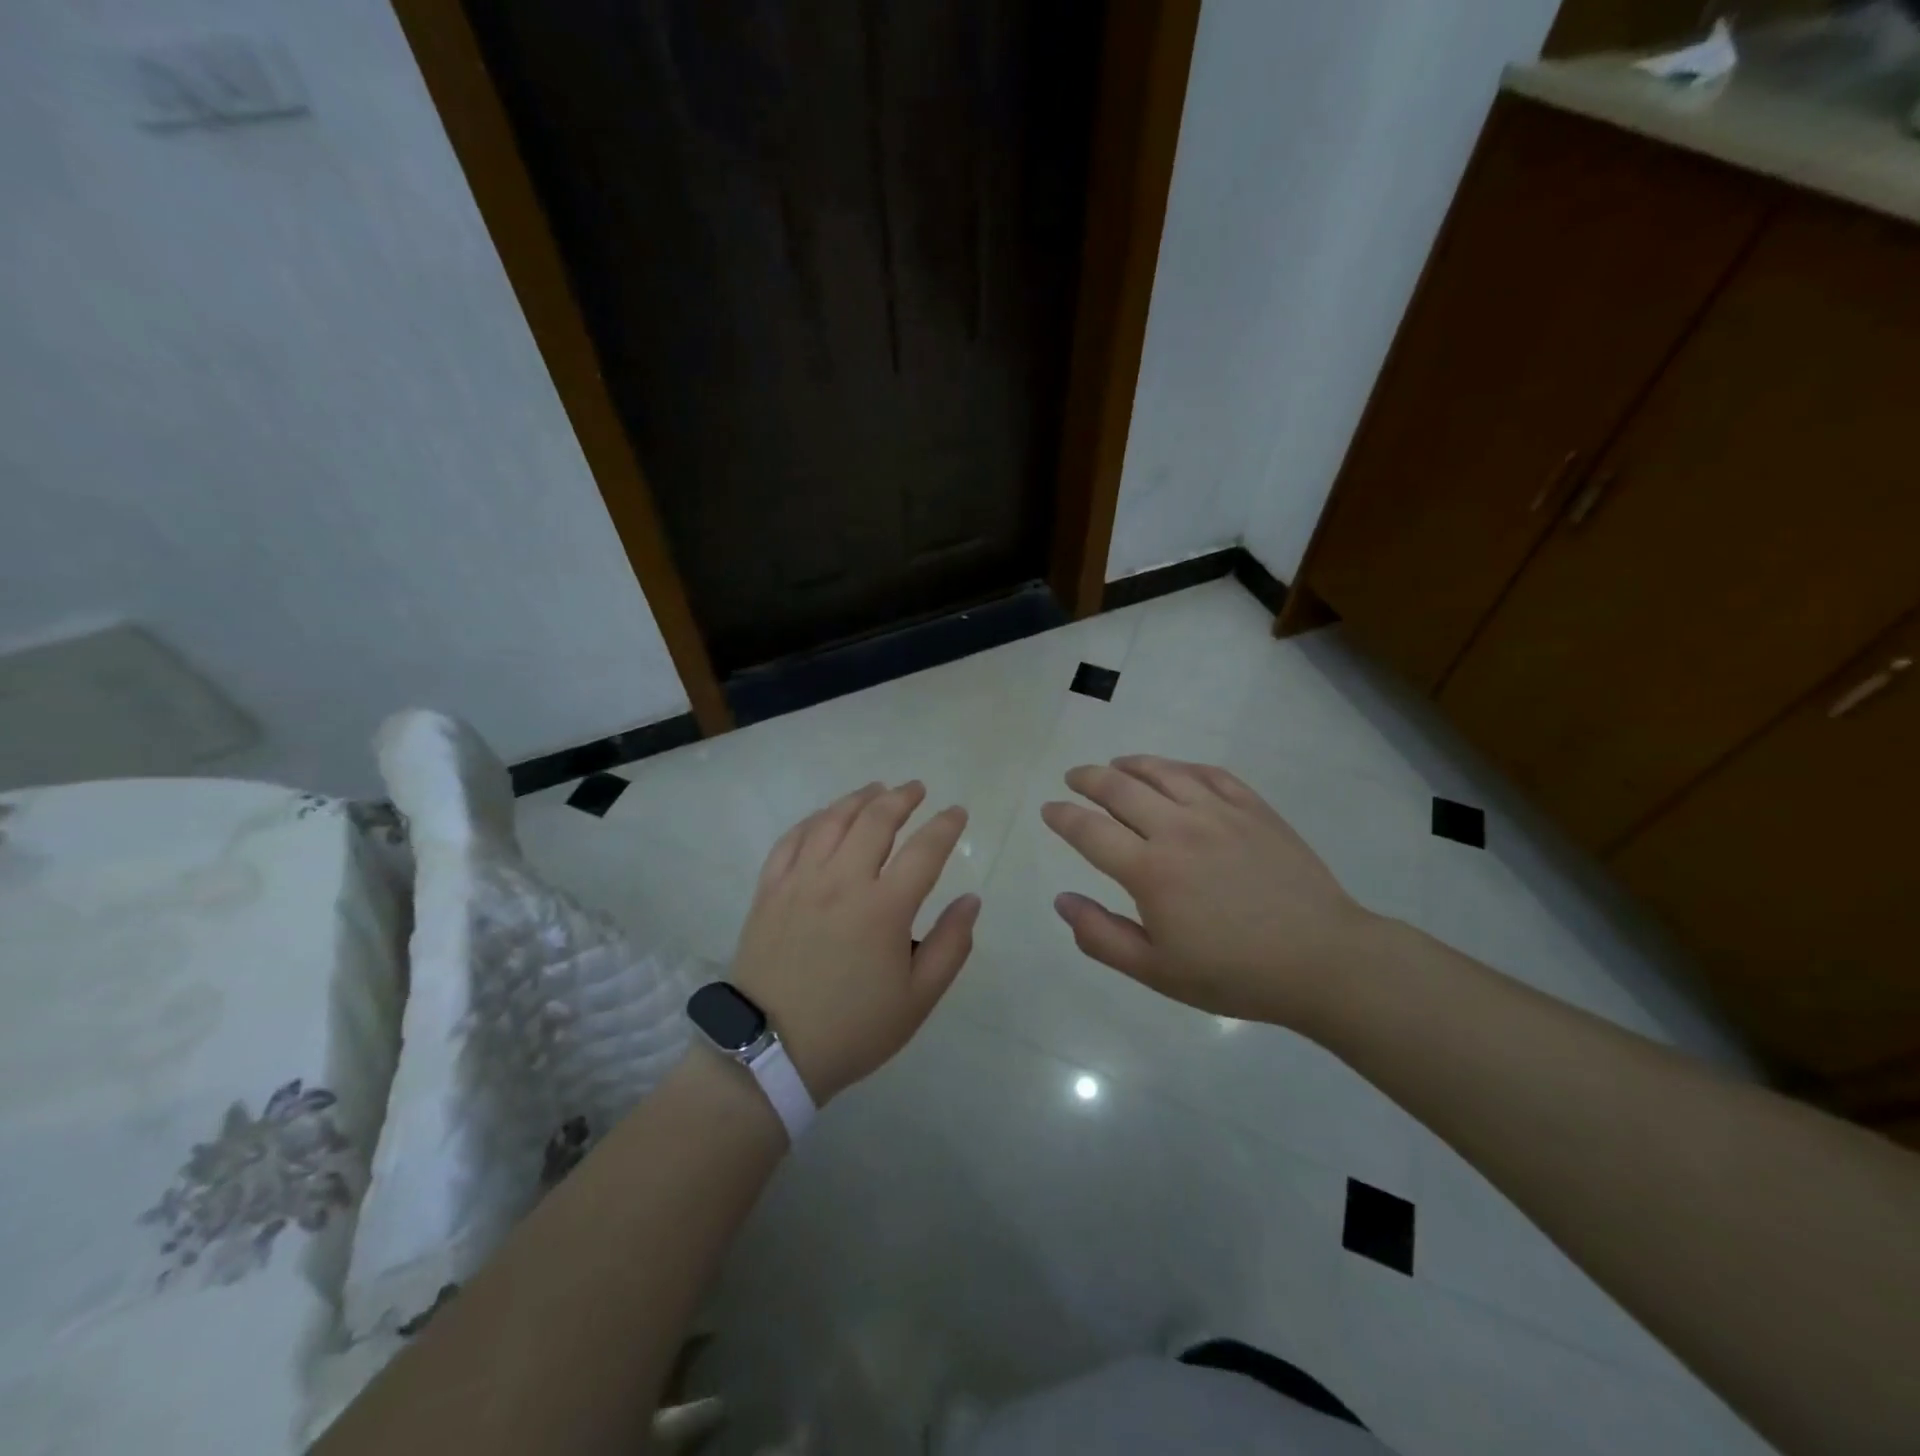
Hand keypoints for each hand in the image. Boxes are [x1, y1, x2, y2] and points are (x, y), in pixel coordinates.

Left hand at [730, 781, 978, 1102]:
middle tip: (917, 789)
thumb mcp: (918, 999)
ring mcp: (800, 881)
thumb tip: (970, 899)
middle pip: (875, 820)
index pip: (924, 850)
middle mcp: (842, 881)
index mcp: (884, 908)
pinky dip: (814, 820)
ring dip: (858, 799)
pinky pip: (792, 839)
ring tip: (876, 790)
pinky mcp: (770, 890)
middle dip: (902, 798)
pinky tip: (826, 817)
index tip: (958, 812)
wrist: (771, 1052)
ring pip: (832, 821)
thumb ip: (951, 945)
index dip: (946, 826)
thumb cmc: (853, 1028)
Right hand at [1041, 756, 1381, 1026]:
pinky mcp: (1254, 809)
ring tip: (1115, 766)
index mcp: (1150, 870)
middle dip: (1088, 779)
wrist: (1322, 960)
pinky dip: (1182, 768)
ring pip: (1163, 772)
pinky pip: (1209, 774)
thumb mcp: (1157, 971)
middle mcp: (1178, 829)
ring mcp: (1219, 813)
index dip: (1062, 816)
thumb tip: (1061, 900)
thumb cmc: (1234, 973)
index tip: (1049, 810)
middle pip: (1120, 789)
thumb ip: (1100, 936)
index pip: (1089, 830)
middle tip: (1074, 778)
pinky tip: (1175, 772)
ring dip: (1131, 764)